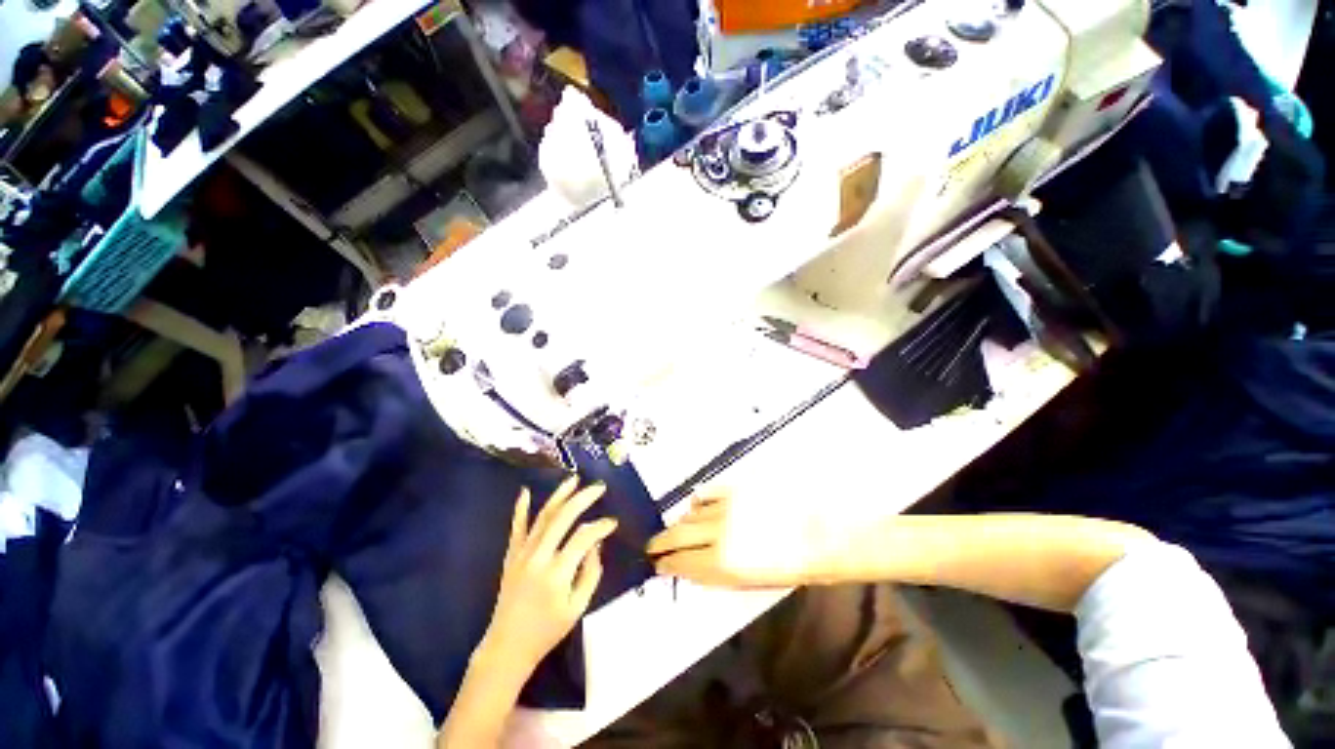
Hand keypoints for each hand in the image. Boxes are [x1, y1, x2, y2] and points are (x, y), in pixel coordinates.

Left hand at [478, 477, 618, 677]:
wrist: (507, 647)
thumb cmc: (547, 630)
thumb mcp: (578, 607)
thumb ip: (591, 573)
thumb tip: (596, 544)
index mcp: (557, 573)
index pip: (583, 537)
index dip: (601, 526)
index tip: (613, 523)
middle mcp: (539, 557)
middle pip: (563, 517)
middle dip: (583, 498)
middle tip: (599, 487)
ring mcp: (522, 554)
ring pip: (543, 517)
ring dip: (559, 495)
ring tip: (574, 479)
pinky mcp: (511, 556)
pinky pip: (516, 528)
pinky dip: (520, 509)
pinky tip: (526, 491)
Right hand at [646, 491, 826, 588]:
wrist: (821, 533)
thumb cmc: (791, 567)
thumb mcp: (750, 581)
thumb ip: (716, 572)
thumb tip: (693, 566)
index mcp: (722, 563)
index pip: (681, 562)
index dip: (665, 563)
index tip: (657, 564)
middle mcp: (717, 533)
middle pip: (677, 534)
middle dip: (661, 541)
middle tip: (652, 546)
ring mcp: (725, 507)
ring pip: (690, 513)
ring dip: (681, 522)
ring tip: (678, 528)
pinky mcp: (735, 488)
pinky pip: (706, 493)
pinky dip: (698, 501)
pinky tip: (697, 506)